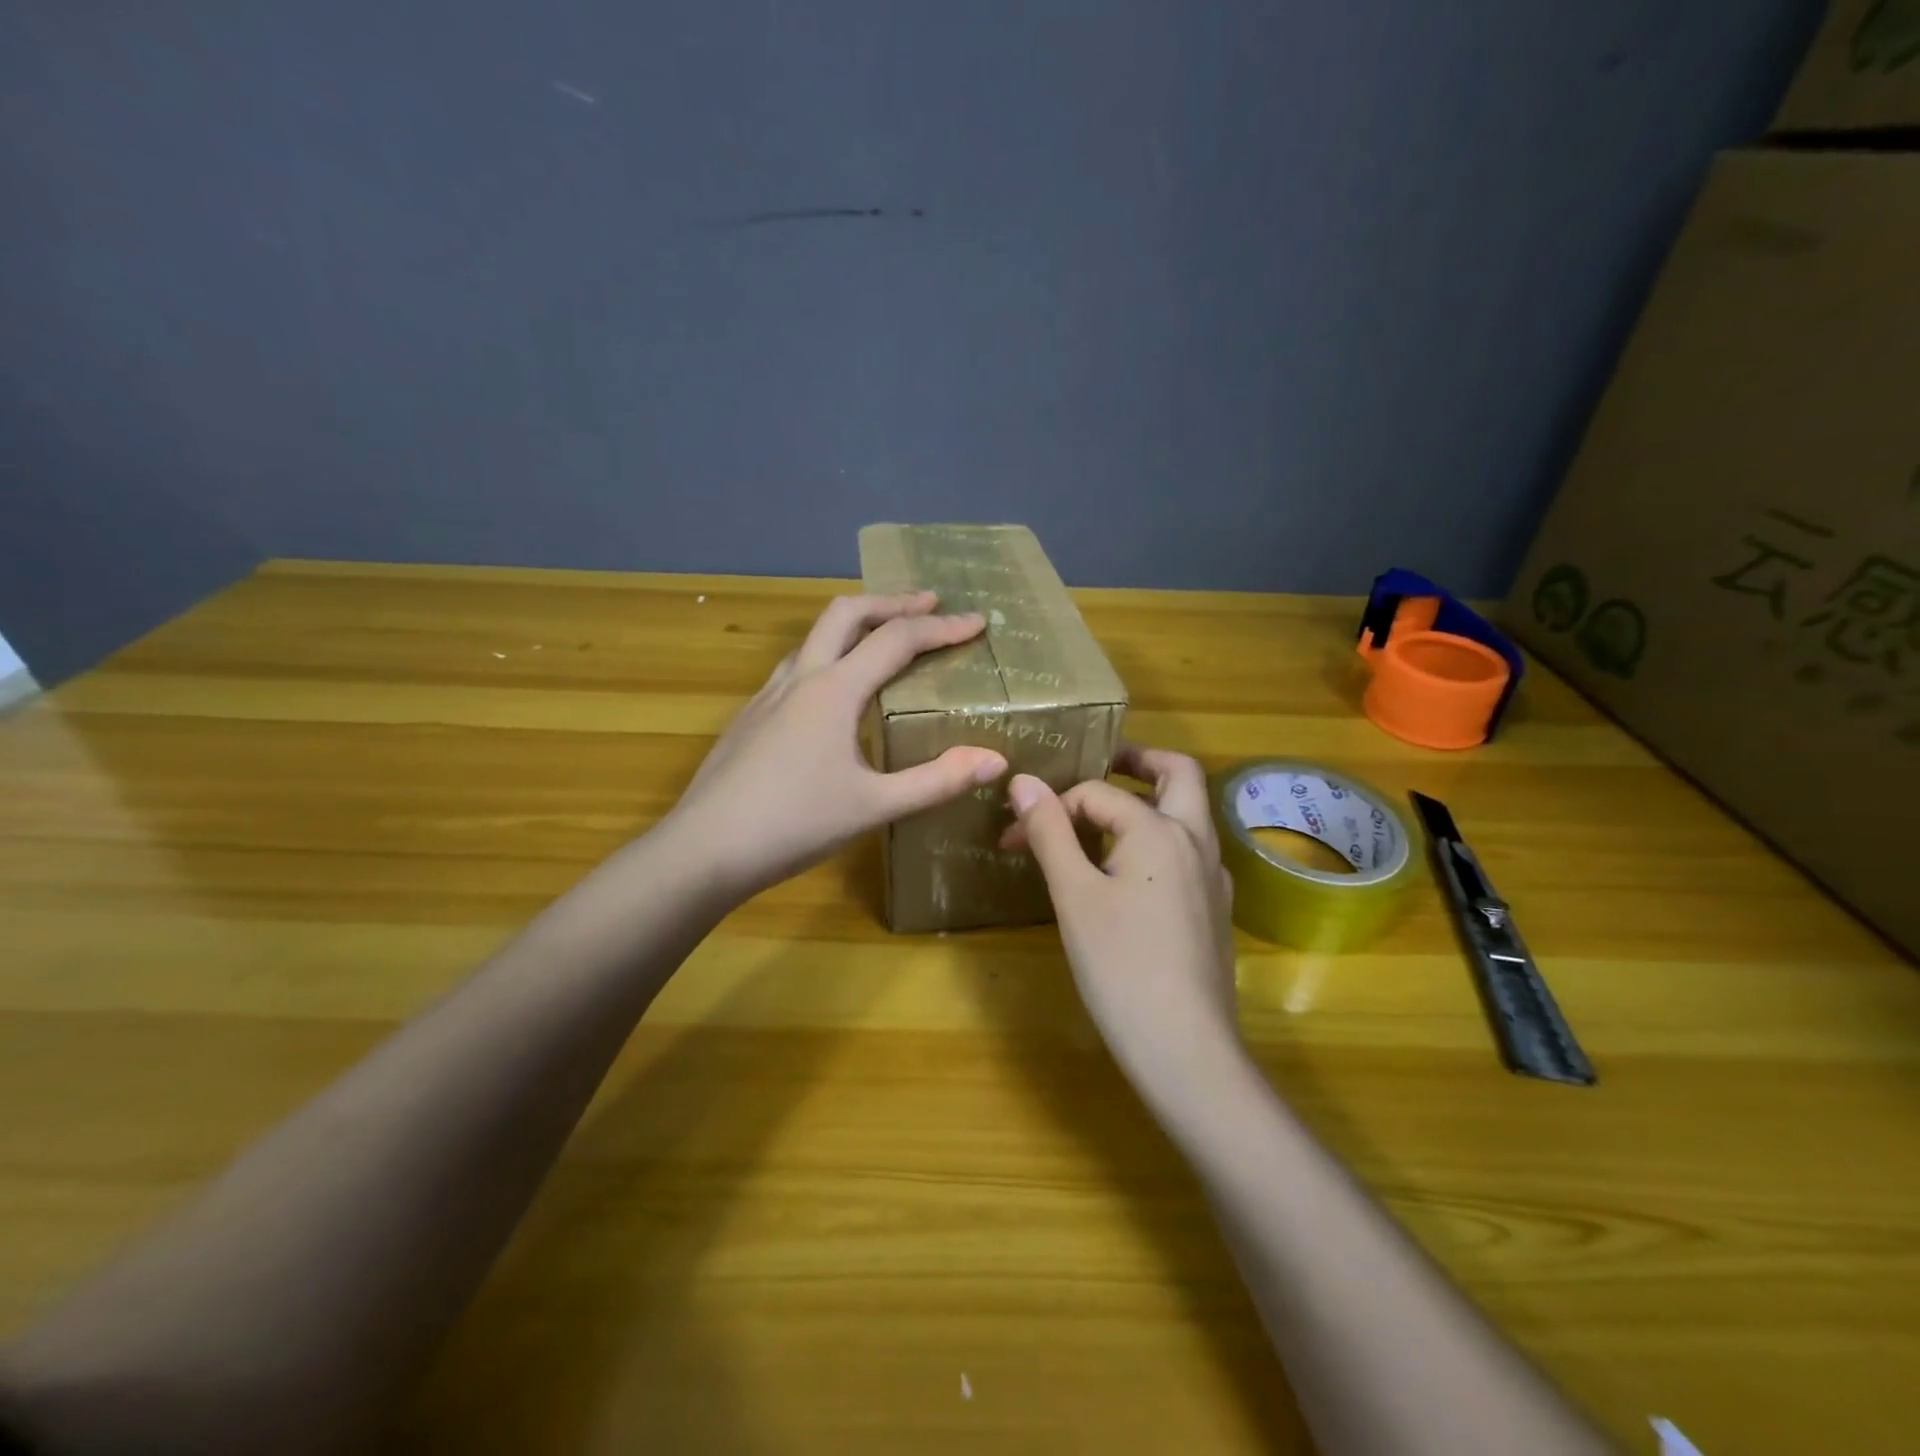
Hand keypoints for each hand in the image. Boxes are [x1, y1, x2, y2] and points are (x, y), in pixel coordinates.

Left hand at [669, 592, 1008, 899]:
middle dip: (891, 602)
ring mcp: (767, 696)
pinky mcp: (750, 718)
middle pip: (846, 613)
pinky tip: (834, 692)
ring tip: (884, 637)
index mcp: (833, 690)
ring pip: (814, 637)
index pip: (897, 640)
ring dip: (854, 624)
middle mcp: (799, 679)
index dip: (942, 628)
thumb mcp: (874, 806)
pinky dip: (829, 656)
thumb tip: (996, 759)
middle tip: (929, 604)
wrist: (703, 850)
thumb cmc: (793, 825)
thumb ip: (937, 781)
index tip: (977, 622)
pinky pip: (796, 667)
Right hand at [1001, 744, 1239, 1086]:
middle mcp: (1197, 841)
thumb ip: (1050, 832)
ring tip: (1102, 820)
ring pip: (1188, 814)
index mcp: (1161, 829)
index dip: (1050, 808)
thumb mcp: (1074, 895)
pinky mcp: (1215, 909)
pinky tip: (1128, 873)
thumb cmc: (1121, 967)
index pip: (1098, 793)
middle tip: (1100, 765)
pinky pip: (1188, 852)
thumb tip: (1024, 781)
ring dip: (1150, 800)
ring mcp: (1213, 876)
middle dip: (1139, 761)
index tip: (1012, 839)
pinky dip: (1160, 839)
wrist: (1186, 1049)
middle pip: (1178, 774)